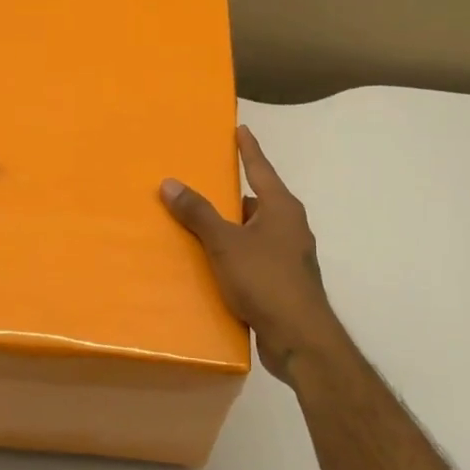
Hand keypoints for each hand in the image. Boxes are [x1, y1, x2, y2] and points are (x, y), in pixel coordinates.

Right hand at [161, 124, 341, 382]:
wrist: (300, 340)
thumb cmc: (266, 280)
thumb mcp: (225, 243)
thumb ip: (198, 213)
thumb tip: (170, 182)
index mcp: (282, 208)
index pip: (261, 168)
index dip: (249, 148)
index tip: (241, 129)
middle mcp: (290, 227)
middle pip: (257, 201)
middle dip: (232, 194)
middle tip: (204, 184)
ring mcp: (290, 257)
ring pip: (254, 232)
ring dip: (231, 229)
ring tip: (199, 225)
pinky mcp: (284, 284)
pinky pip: (254, 259)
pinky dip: (235, 256)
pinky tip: (213, 265)